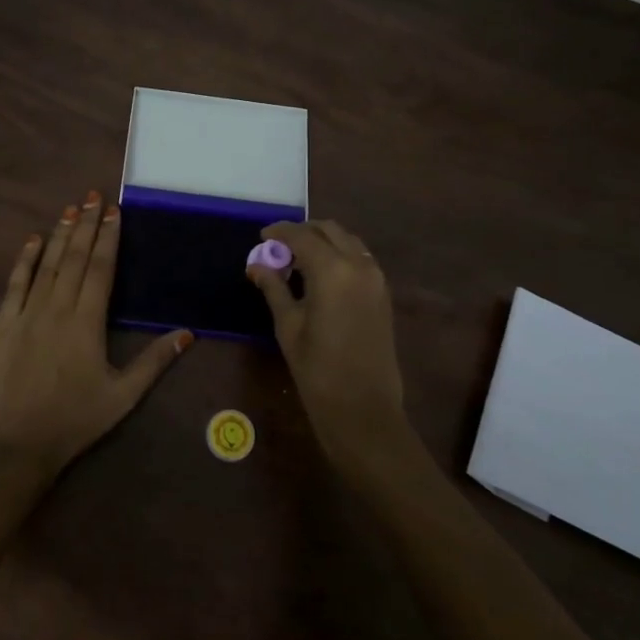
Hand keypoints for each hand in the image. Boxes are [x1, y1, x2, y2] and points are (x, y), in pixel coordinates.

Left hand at [0, 192, 191, 474]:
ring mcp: (26, 314)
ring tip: (71, 208)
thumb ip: (154, 362)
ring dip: (61, 235)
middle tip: (94, 195)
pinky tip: (32, 241)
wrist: (13, 449)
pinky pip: (15, 284)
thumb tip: (187, 333)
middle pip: (75, 258)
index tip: (113, 211)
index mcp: (87, 322)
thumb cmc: (73, 423)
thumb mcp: (122, 397)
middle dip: (86, 224)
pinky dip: (25, 260)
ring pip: (47, 265)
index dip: (108, 237)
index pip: (101, 268)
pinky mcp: (2, 326)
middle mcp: (57, 308)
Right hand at [247, 220, 406, 466]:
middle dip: (303, 232)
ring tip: (298, 260)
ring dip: (323, 241)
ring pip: (347, 241)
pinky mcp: (383, 293)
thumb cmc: (317, 370)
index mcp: (332, 270)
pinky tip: (321, 275)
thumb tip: (256, 265)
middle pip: (329, 230)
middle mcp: (359, 265)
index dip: (279, 232)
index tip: (262, 236)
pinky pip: (359, 258)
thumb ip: (274, 287)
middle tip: (279, 247)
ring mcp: (376, 278)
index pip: (302, 236)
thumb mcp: (288, 326)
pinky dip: (339, 255)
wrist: (364, 409)